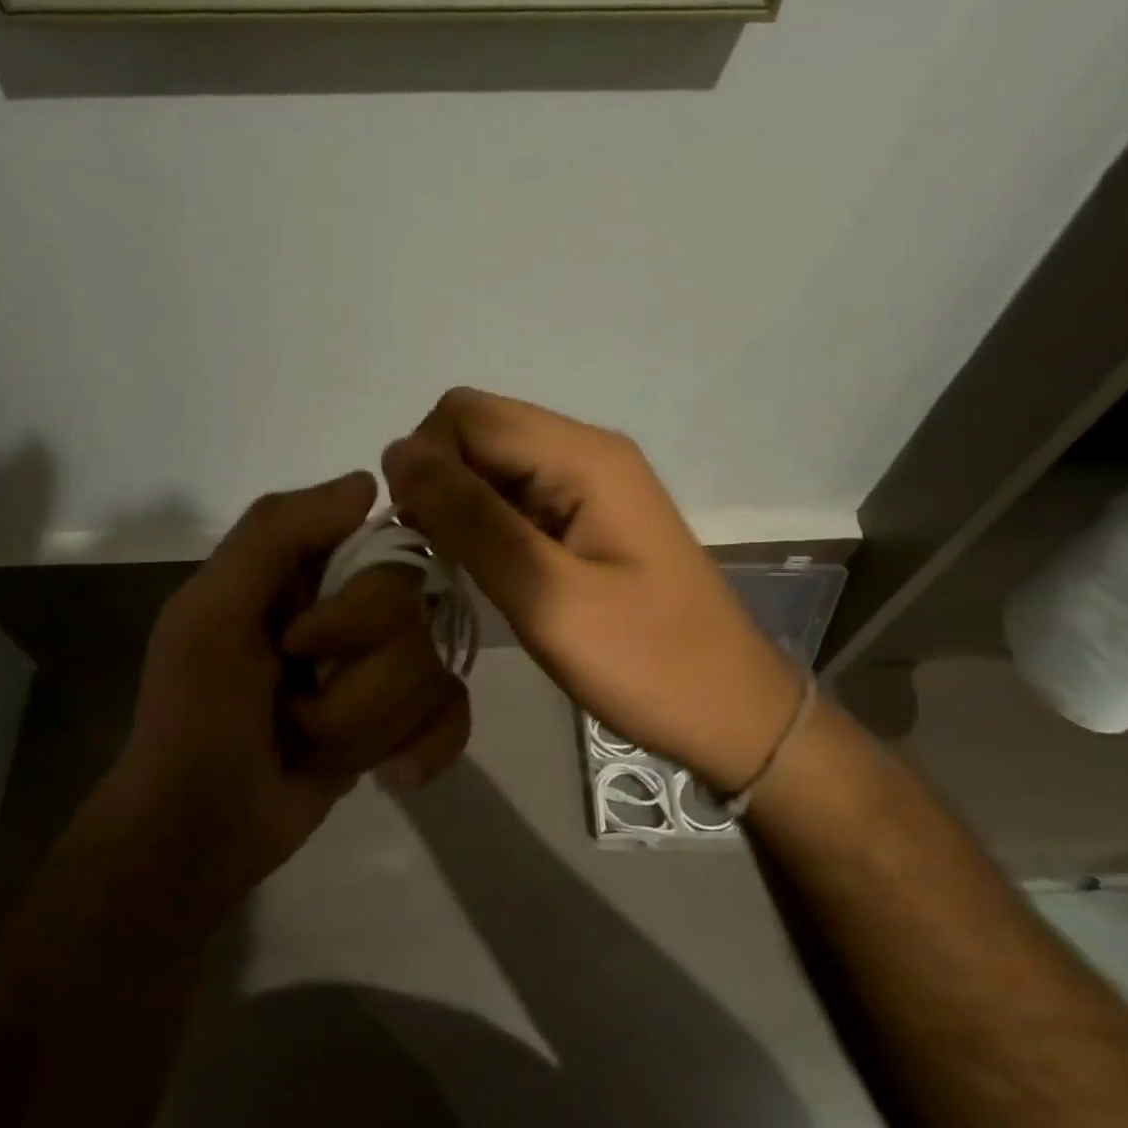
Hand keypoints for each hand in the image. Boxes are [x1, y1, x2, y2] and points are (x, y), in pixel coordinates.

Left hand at [109, 472, 469, 910]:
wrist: (201, 832)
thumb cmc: (195, 718)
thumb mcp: (210, 615)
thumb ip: (275, 534)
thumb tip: (369, 483)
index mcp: (307, 574)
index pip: (387, 553)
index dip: (361, 609)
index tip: (309, 644)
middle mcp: (353, 610)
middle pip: (416, 624)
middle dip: (355, 687)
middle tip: (293, 709)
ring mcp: (380, 669)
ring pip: (434, 676)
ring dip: (366, 730)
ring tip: (311, 748)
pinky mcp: (400, 721)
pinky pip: (453, 714)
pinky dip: (423, 750)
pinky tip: (390, 775)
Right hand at [384, 388, 801, 793]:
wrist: (729, 711)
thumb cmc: (645, 662)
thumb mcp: (546, 595)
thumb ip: (470, 520)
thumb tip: (398, 454)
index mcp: (582, 456)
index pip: (466, 415)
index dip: (423, 463)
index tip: (414, 534)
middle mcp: (586, 452)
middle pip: (478, 433)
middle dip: (438, 484)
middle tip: (436, 558)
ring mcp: (590, 485)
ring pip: (492, 468)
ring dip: (459, 508)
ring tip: (459, 572)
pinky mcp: (588, 519)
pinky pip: (516, 499)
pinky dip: (485, 527)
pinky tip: (489, 574)